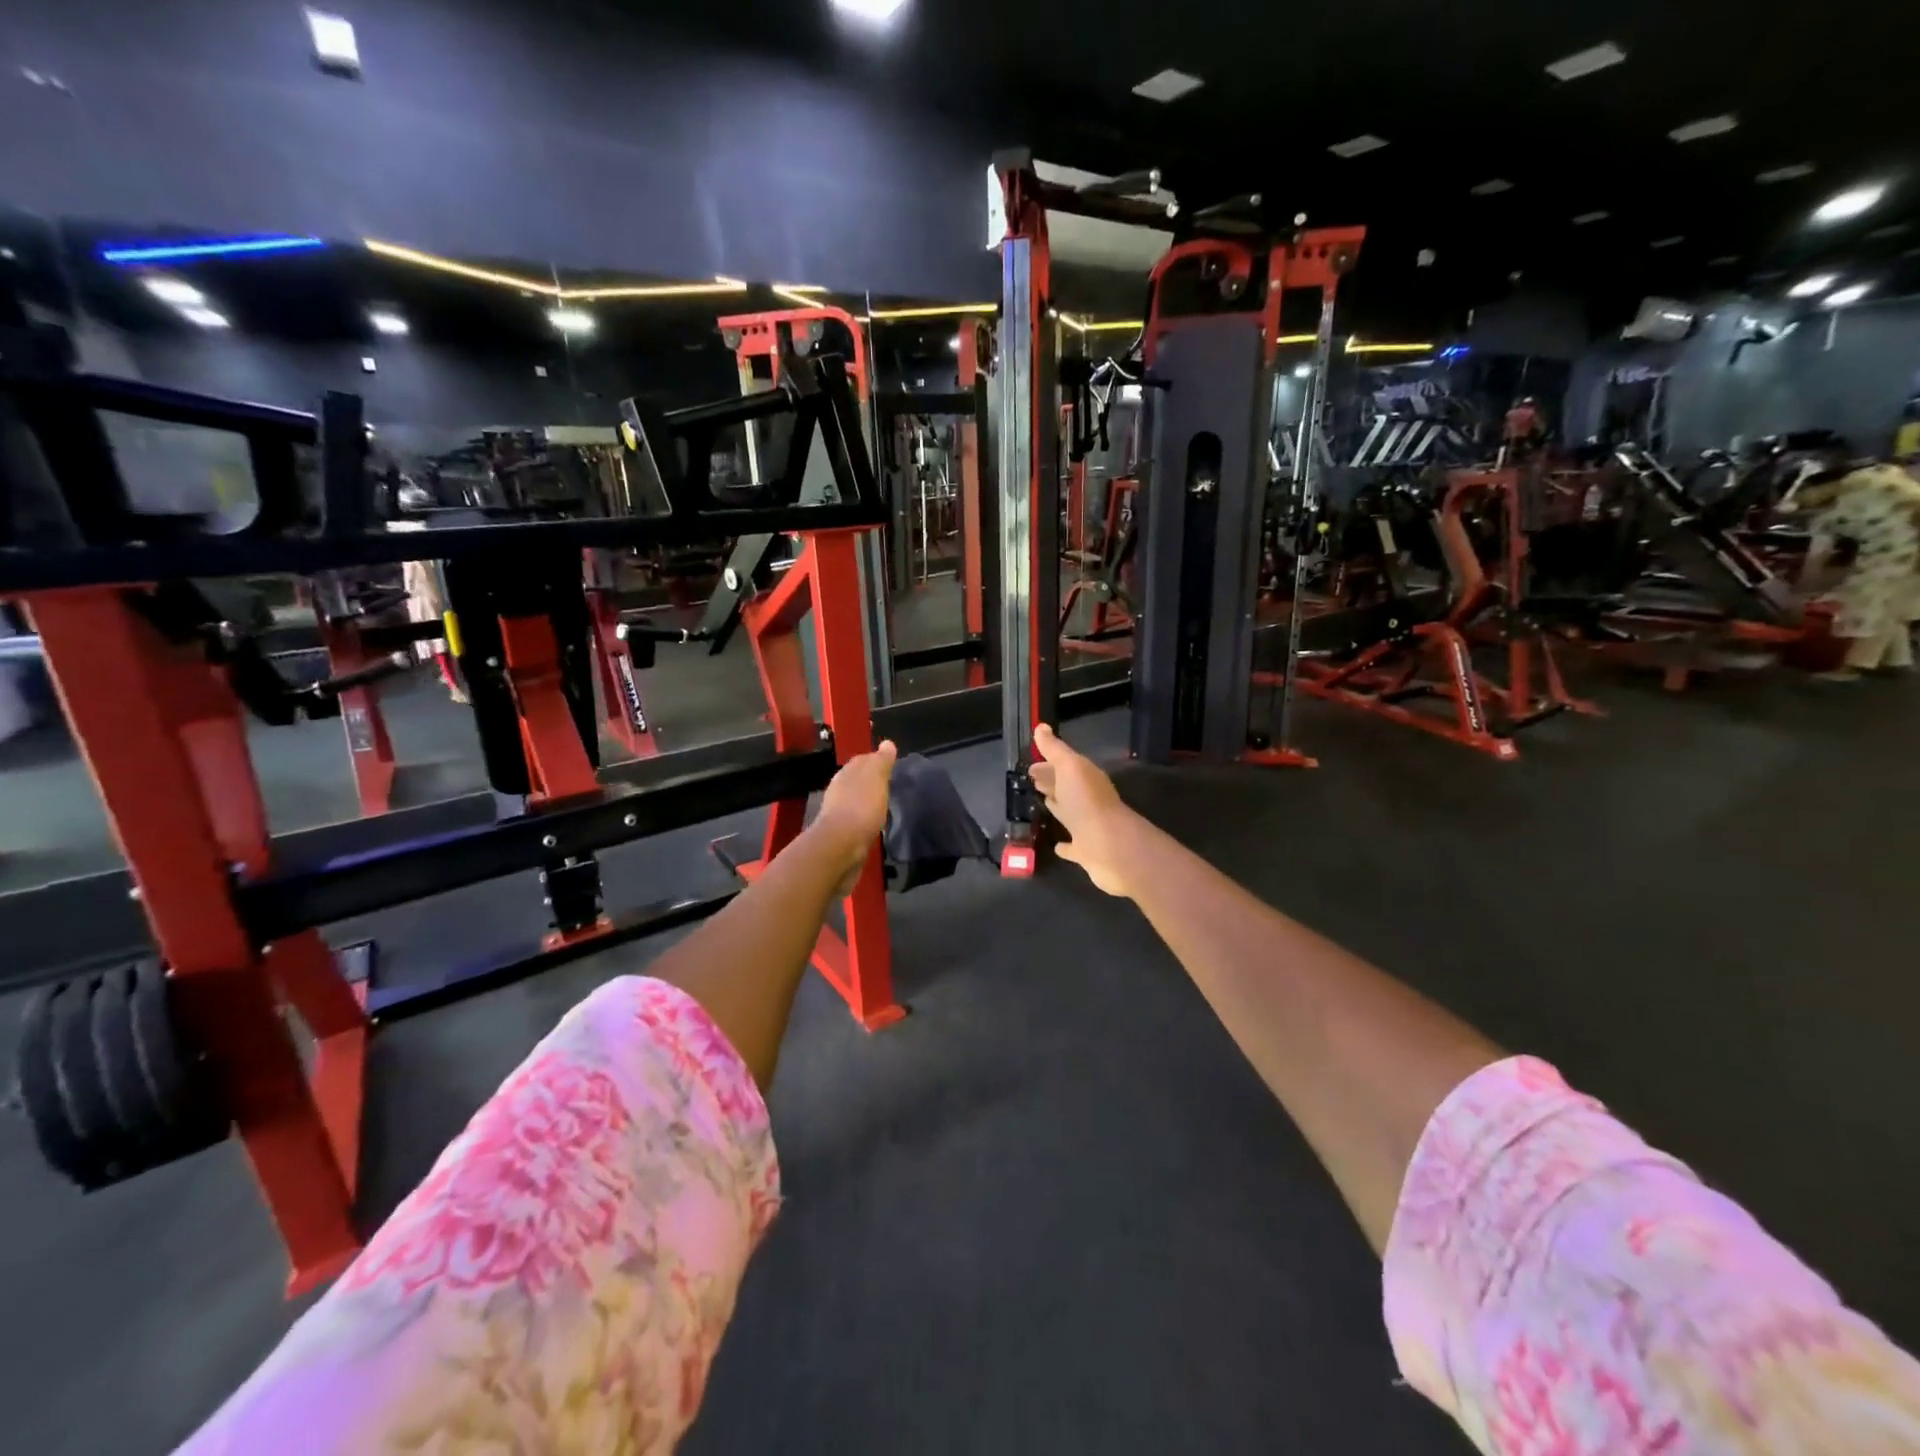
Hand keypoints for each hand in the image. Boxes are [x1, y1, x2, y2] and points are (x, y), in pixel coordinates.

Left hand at [810, 740, 897, 894]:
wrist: (842, 848)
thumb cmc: (861, 807)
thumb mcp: (875, 778)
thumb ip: (881, 761)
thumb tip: (887, 743)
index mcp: (846, 774)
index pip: (862, 760)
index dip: (876, 760)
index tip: (891, 763)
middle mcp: (839, 791)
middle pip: (857, 781)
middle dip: (871, 781)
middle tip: (889, 783)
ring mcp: (839, 814)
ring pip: (856, 801)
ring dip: (868, 800)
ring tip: (885, 803)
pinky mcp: (842, 835)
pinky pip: (857, 820)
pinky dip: (866, 818)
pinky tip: (875, 823)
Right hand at [1030, 723, 1138, 897]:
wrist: (1110, 846)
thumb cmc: (1087, 802)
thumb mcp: (1069, 767)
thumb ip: (1055, 749)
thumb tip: (1040, 726)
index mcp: (1085, 778)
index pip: (1064, 767)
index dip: (1047, 764)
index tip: (1030, 765)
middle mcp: (1088, 800)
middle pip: (1066, 787)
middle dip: (1050, 782)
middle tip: (1032, 780)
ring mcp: (1088, 826)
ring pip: (1069, 812)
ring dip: (1057, 806)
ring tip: (1040, 803)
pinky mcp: (1086, 851)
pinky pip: (1073, 846)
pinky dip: (1065, 845)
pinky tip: (1057, 846)